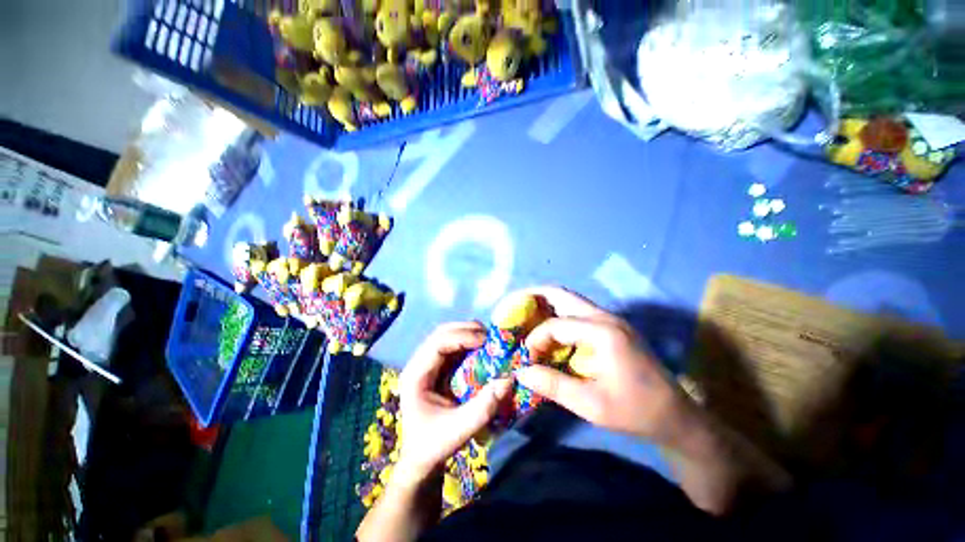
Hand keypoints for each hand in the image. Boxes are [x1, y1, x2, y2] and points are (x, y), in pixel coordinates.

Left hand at [396, 322, 513, 483]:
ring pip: (448, 335)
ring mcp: (428, 363)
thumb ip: (482, 408)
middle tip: (491, 337)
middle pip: (442, 333)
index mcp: (415, 375)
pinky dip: (470, 342)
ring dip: (469, 333)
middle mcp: (419, 363)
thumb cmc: (433, 446)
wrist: (421, 458)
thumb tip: (507, 379)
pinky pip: (454, 345)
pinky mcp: (439, 367)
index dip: (462, 337)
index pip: (437, 343)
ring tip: (490, 340)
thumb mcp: (458, 431)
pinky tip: (483, 348)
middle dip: (467, 330)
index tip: (486, 341)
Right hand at [515, 287, 688, 445]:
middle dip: (532, 297)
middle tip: (512, 307)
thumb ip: (552, 385)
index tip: (525, 360)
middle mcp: (605, 317)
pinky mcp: (610, 327)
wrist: (676, 416)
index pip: (556, 325)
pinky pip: (576, 312)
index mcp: (603, 332)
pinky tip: (547, 329)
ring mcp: (610, 319)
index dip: (535, 340)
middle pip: (561, 294)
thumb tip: (520, 371)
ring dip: (544, 304)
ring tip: (523, 314)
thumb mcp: (590, 405)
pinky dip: (557, 315)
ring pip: (569, 300)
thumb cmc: (635, 412)